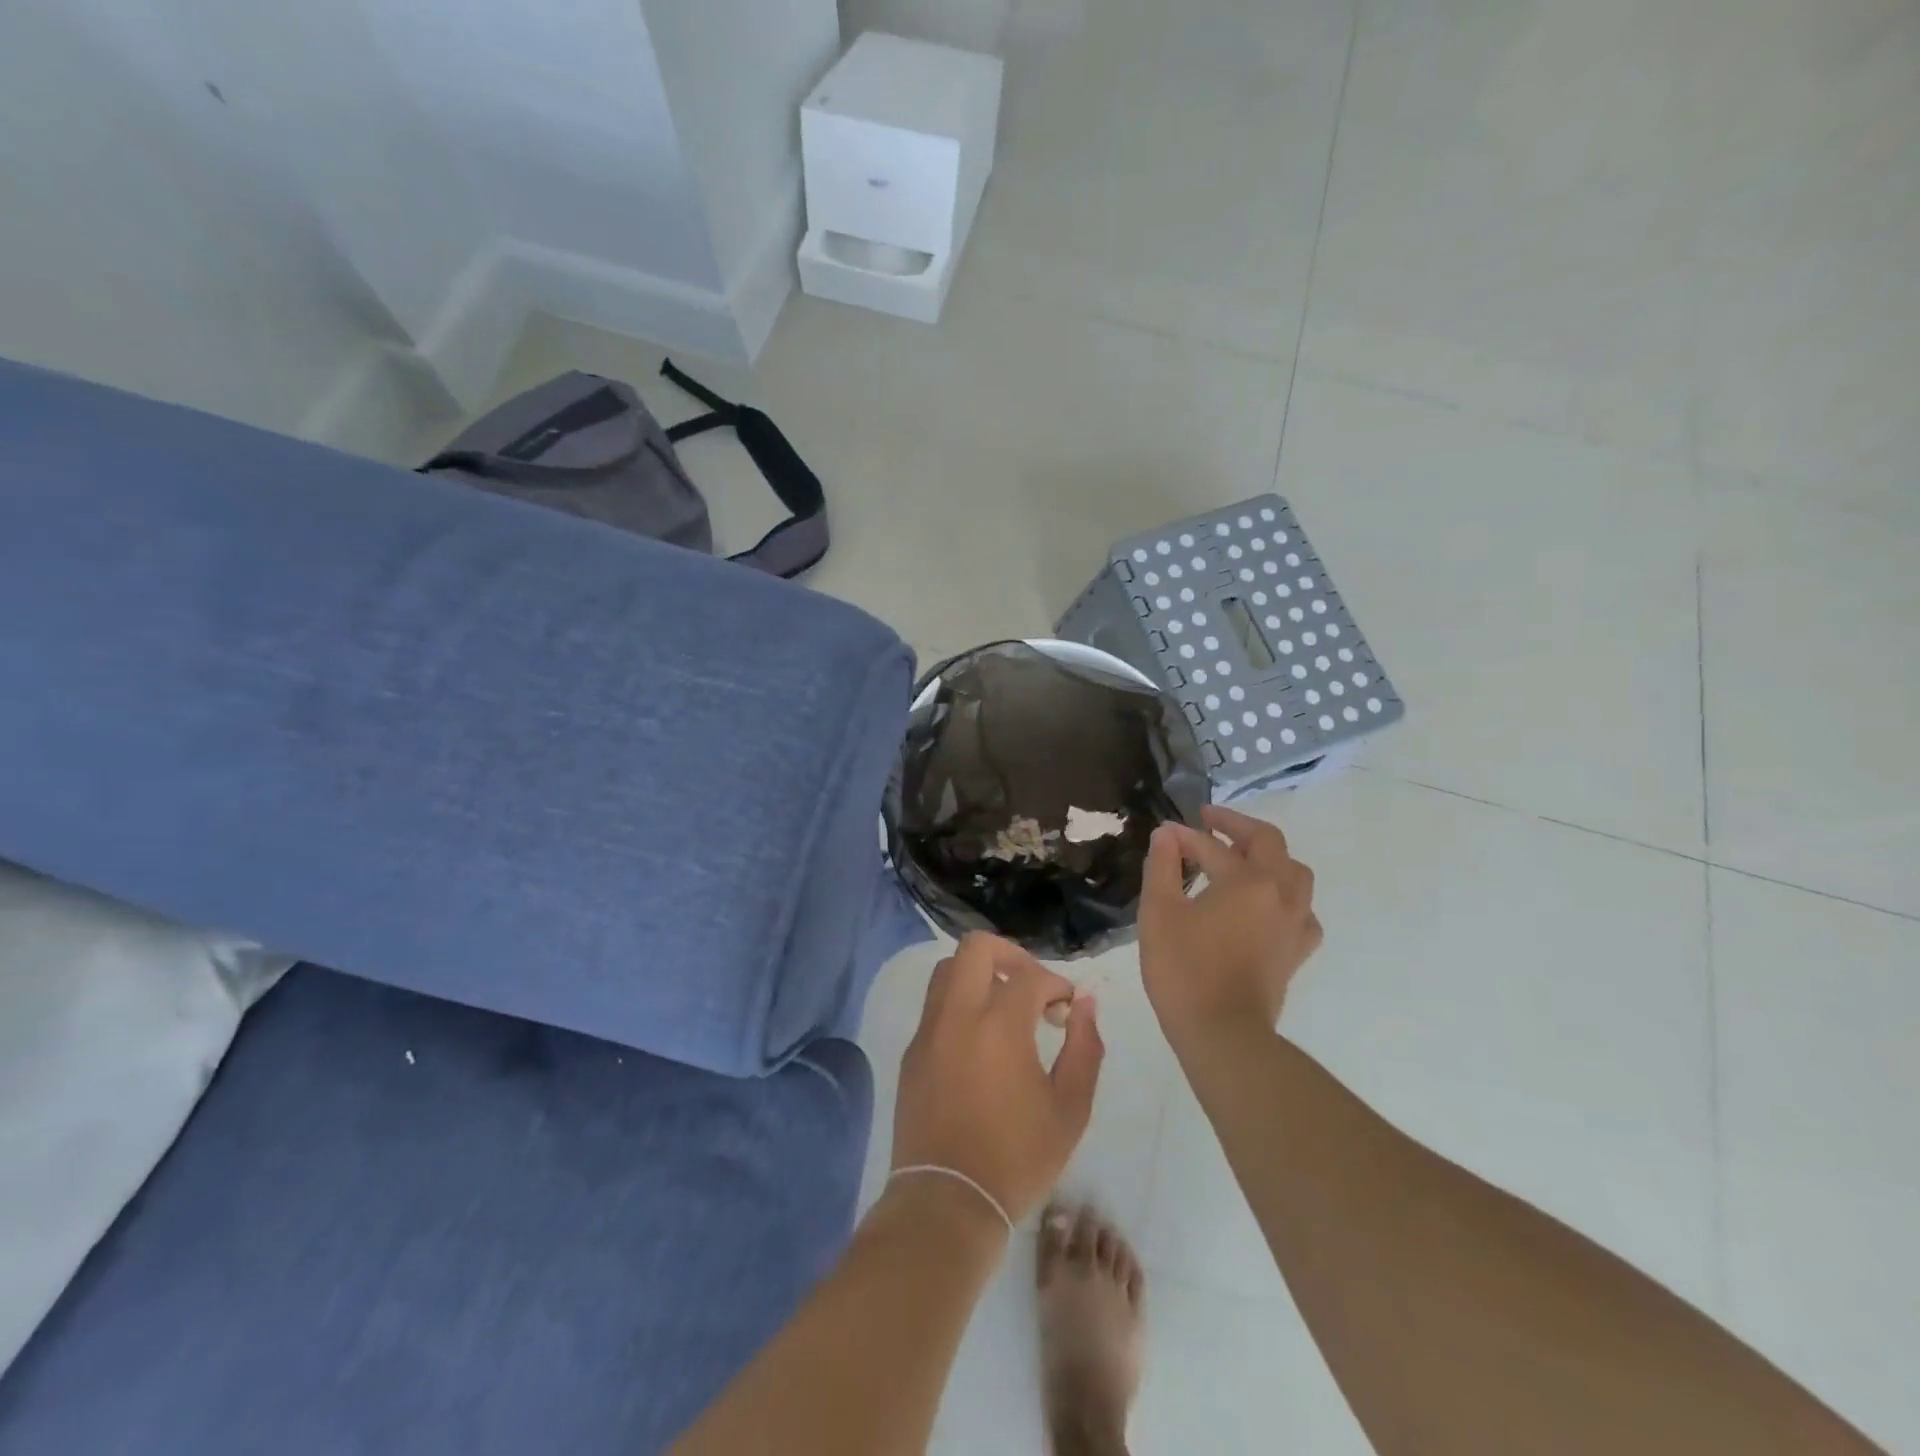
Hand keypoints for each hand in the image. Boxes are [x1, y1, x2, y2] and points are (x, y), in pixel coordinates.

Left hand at [892, 933, 1104, 1226]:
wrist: (947, 1201)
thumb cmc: (1016, 1158)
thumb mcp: (1070, 1109)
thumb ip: (1085, 1048)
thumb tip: (1086, 1004)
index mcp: (999, 1024)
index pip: (1030, 975)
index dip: (1056, 983)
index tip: (1067, 1008)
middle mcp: (958, 1014)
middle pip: (976, 948)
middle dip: (1010, 954)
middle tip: (1031, 986)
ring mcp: (928, 1031)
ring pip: (947, 970)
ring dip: (979, 974)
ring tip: (1004, 1006)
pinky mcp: (912, 1052)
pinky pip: (934, 1005)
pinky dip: (959, 1003)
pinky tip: (979, 1038)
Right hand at [1139, 805, 1322, 1053]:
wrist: (1223, 1034)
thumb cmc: (1184, 969)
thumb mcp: (1159, 911)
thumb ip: (1162, 866)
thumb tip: (1166, 834)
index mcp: (1248, 880)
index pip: (1213, 846)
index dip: (1184, 837)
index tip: (1163, 835)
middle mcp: (1281, 893)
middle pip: (1269, 843)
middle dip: (1237, 826)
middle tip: (1210, 821)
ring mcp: (1295, 923)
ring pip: (1294, 873)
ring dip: (1267, 857)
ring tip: (1240, 858)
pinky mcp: (1297, 951)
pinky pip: (1300, 909)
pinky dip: (1283, 896)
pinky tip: (1265, 905)